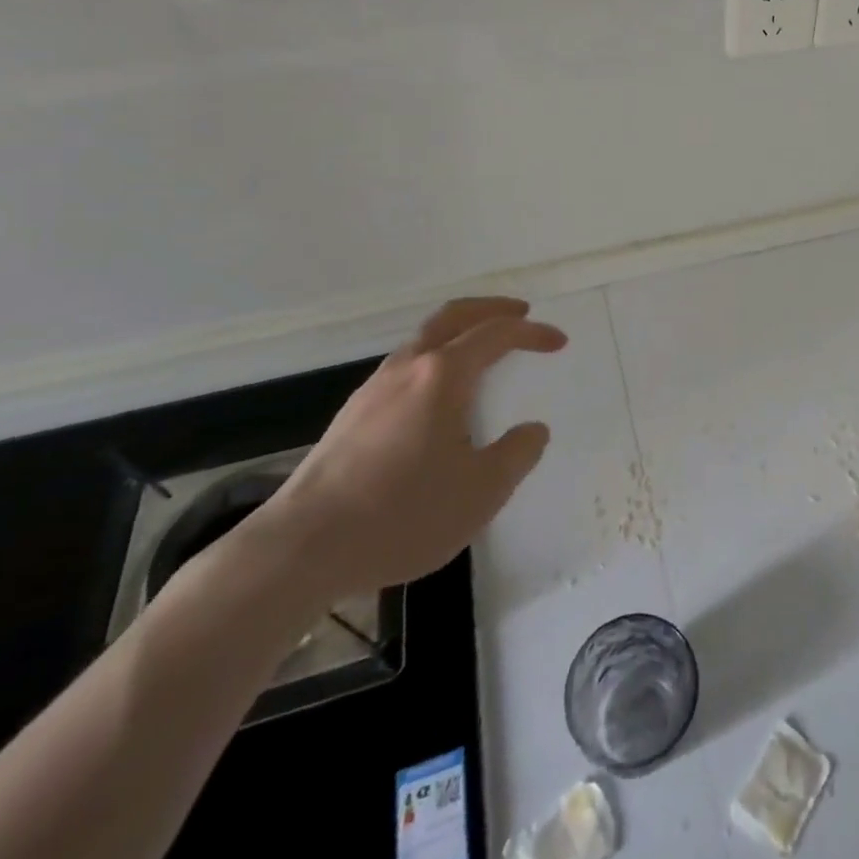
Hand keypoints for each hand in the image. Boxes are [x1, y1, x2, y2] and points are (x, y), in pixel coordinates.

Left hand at [247, 296, 564, 606]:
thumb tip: (532, 431)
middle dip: (491, 308)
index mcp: (443, 375)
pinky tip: (438, 396)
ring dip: (459, 332)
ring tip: (482, 350)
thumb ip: (517, 455)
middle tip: (521, 311)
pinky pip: (405, 366)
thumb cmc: (402, 514)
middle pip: (453, 316)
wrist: (300, 549)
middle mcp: (407, 368)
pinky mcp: (352, 416)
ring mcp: (373, 389)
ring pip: (423, 339)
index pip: (496, 334)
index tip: (558, 341)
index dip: (532, 332)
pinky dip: (435, 358)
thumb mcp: (481, 492)